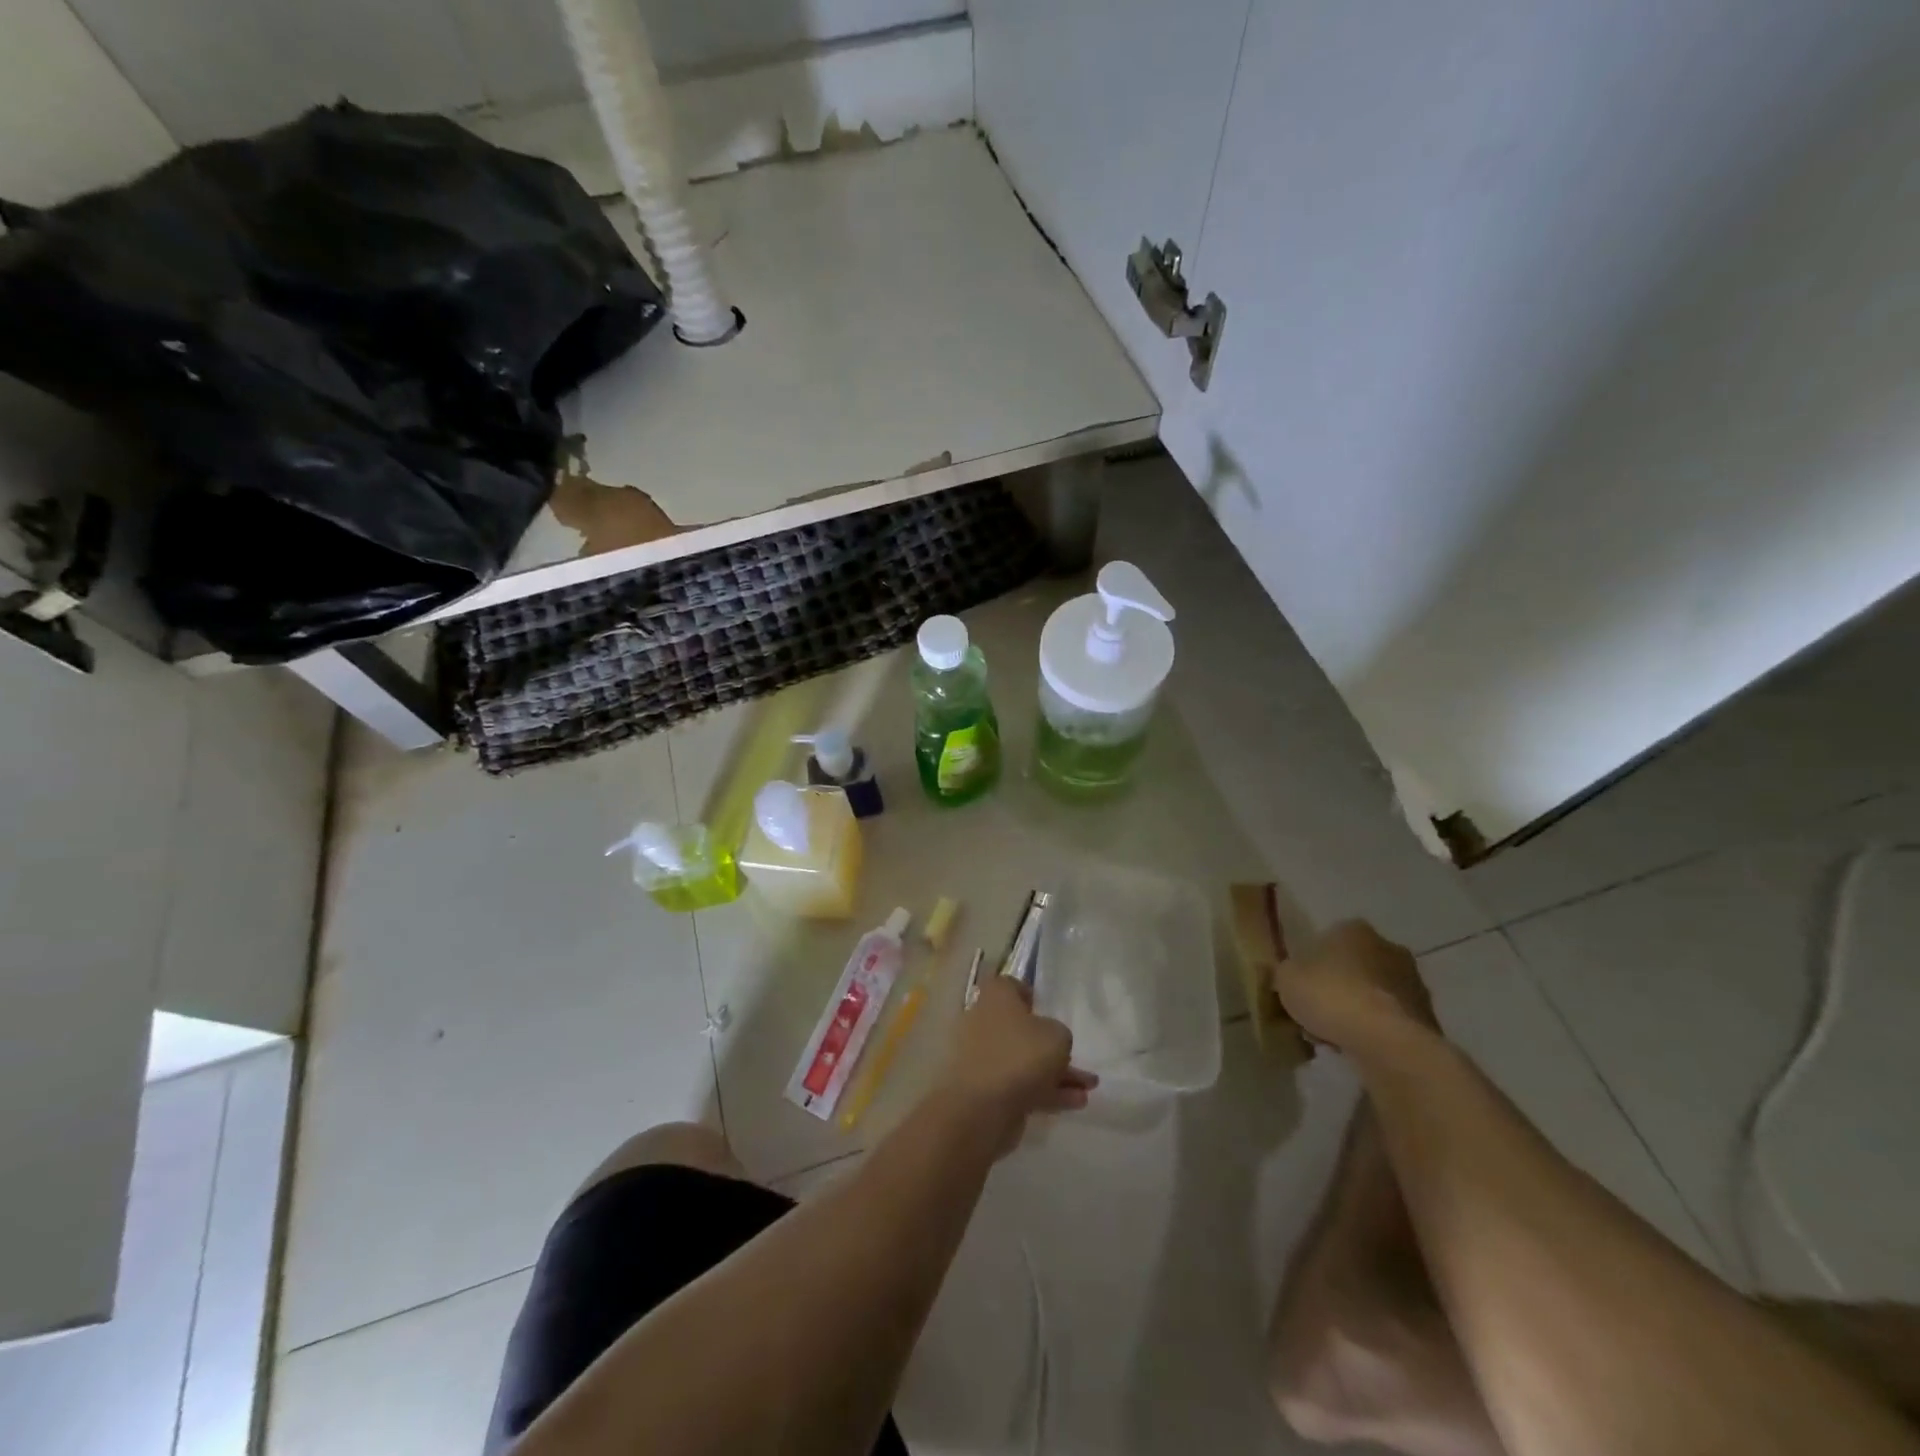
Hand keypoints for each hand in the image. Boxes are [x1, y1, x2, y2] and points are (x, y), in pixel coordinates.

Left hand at [940, 977, 1097, 1144]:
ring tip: (1088, 1087)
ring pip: (1024, 1061)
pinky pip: (1021, 1085)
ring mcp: (984, 1057)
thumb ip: (1060, 1034)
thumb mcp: (1057, 1036)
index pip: (1010, 986)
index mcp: (996, 997)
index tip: (1046, 1009)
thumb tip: (1050, 1040)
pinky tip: (1075, 1103)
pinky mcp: (987, 1089)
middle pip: (1020, 1028)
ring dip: (1056, 1073)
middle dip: (1051, 1045)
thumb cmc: (1021, 1054)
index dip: (1029, 995)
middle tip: (1077, 1057)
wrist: (982, 1107)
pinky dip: (1046, 1092)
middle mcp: (985, 1022)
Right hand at [1272, 920, 1437, 1051]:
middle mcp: (1389, 948)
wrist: (1389, 1044)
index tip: (1301, 985)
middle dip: (1339, 985)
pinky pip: (1391, 1021)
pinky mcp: (1428, 1018)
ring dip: (1359, 1010)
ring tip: (1335, 1036)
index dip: (1312, 962)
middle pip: (1355, 965)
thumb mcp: (1286, 979)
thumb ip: (1286, 972)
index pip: (1328, 938)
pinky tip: (1358, 1048)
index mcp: (1354, 930)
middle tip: (1317, 1012)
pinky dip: (1376, 1031)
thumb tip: (1291, 975)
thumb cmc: (1332, 997)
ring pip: (1374, 994)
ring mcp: (1414, 983)